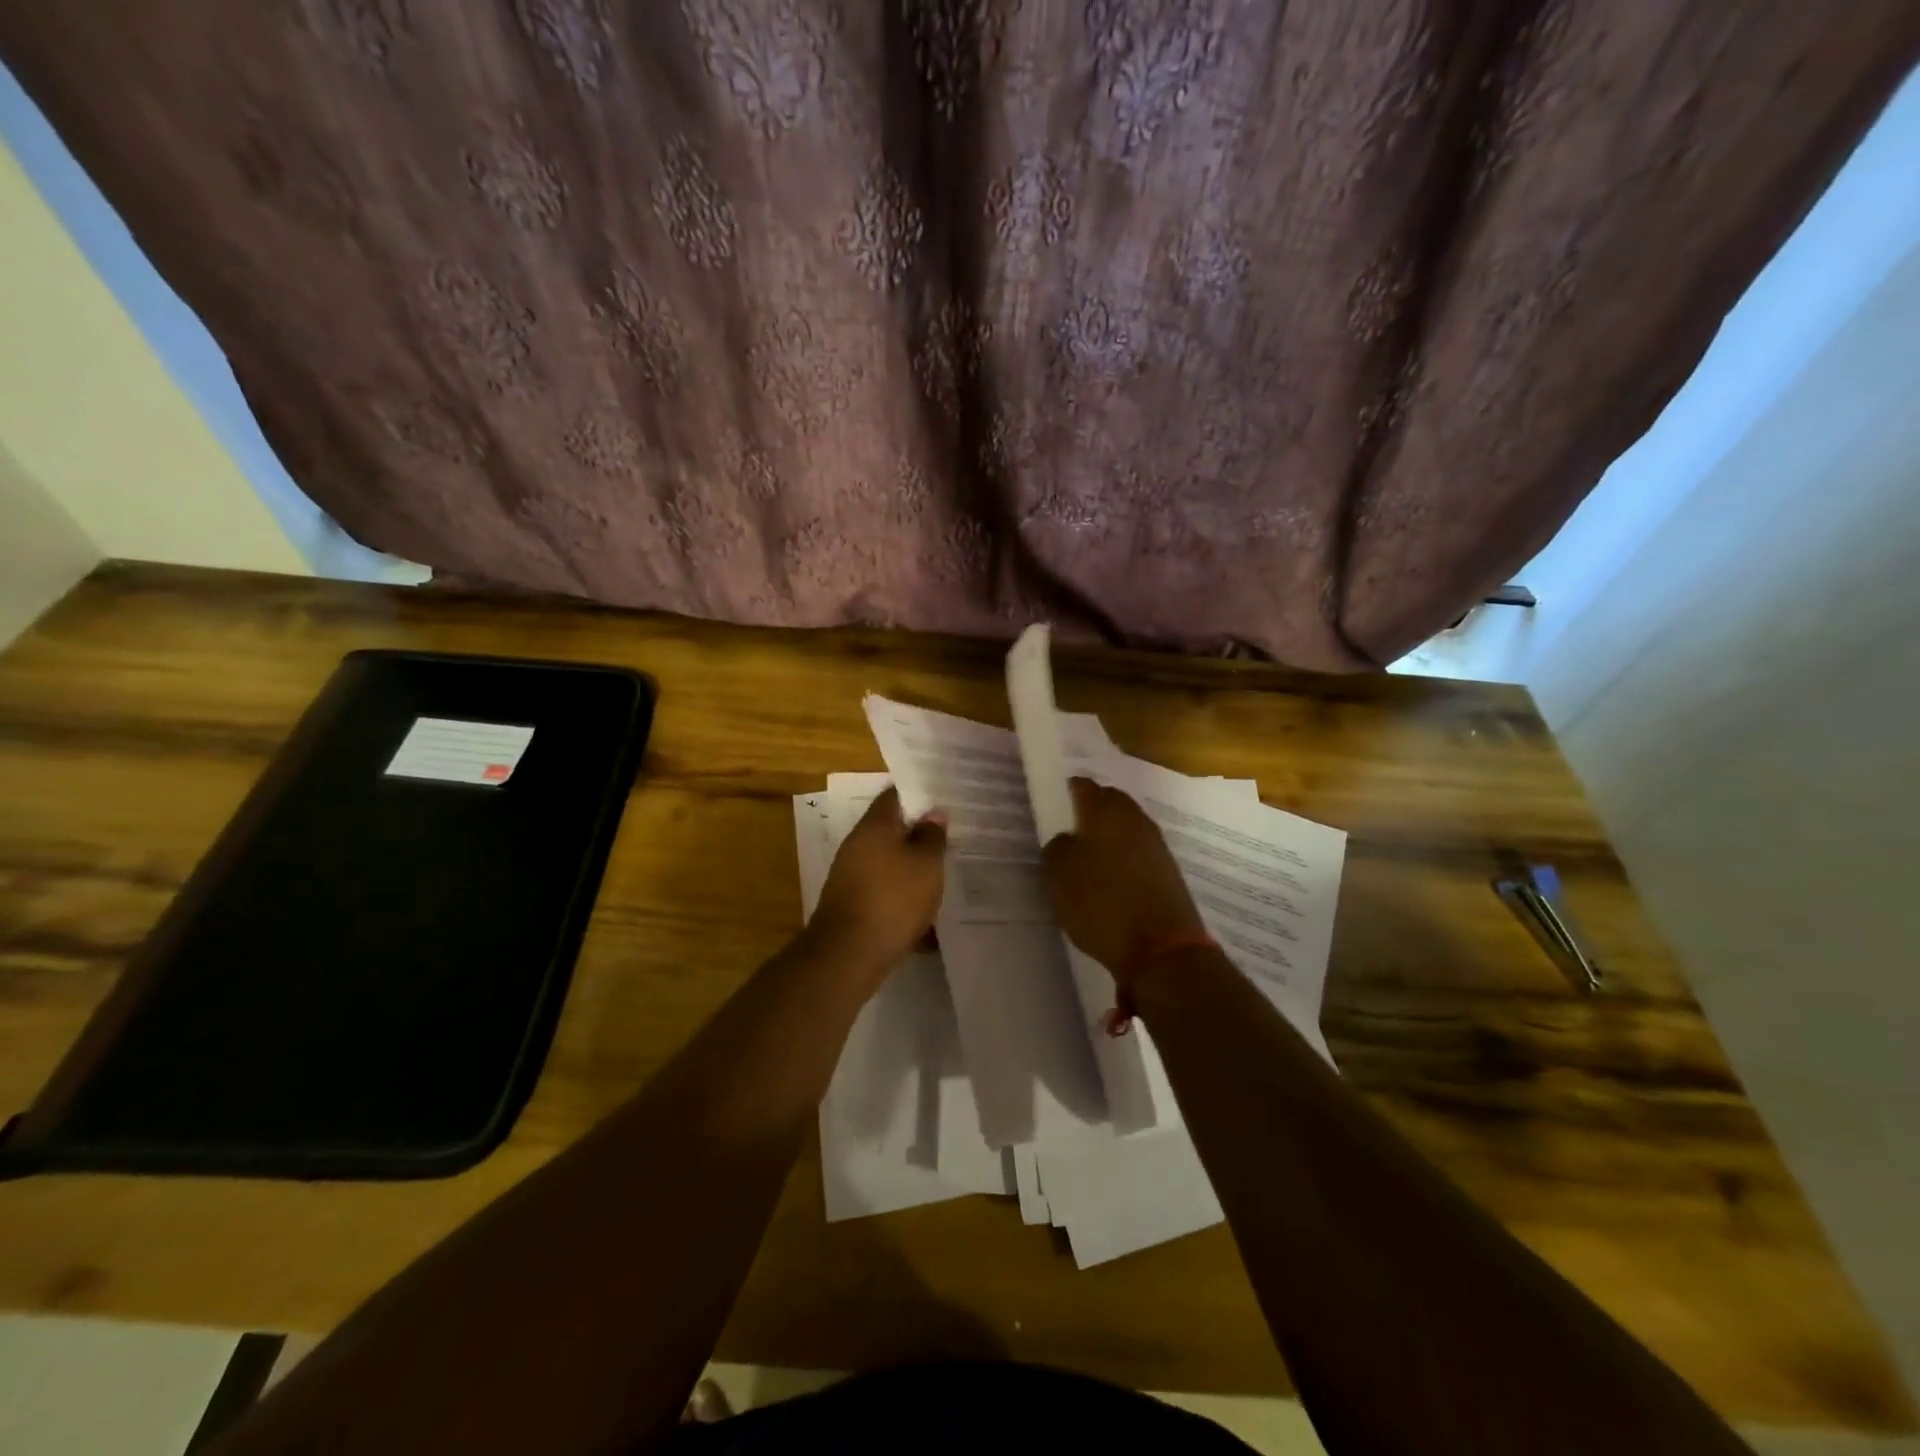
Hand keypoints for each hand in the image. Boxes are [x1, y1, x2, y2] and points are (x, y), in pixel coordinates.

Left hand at [809, 787, 947, 971]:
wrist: (849, 955)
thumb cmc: (893, 899)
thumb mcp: (926, 864)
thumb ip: (932, 836)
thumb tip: (933, 814)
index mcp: (874, 826)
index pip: (896, 795)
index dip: (920, 794)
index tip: (944, 798)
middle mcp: (857, 845)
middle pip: (891, 830)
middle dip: (919, 833)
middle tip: (950, 836)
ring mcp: (851, 876)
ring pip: (889, 862)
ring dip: (912, 867)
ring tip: (943, 873)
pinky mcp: (853, 904)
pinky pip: (884, 890)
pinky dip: (903, 895)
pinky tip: (925, 911)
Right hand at [1042, 778, 1205, 985]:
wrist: (1161, 948)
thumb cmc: (1101, 904)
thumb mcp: (1060, 876)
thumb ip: (1058, 848)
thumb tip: (1067, 839)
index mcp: (1104, 813)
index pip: (1084, 787)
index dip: (1070, 789)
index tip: (1059, 797)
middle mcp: (1134, 820)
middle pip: (1112, 801)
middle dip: (1095, 805)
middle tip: (1075, 819)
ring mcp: (1156, 844)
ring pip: (1129, 824)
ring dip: (1113, 830)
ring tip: (1092, 848)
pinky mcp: (1169, 870)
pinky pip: (1141, 849)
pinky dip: (1126, 852)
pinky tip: (1115, 870)